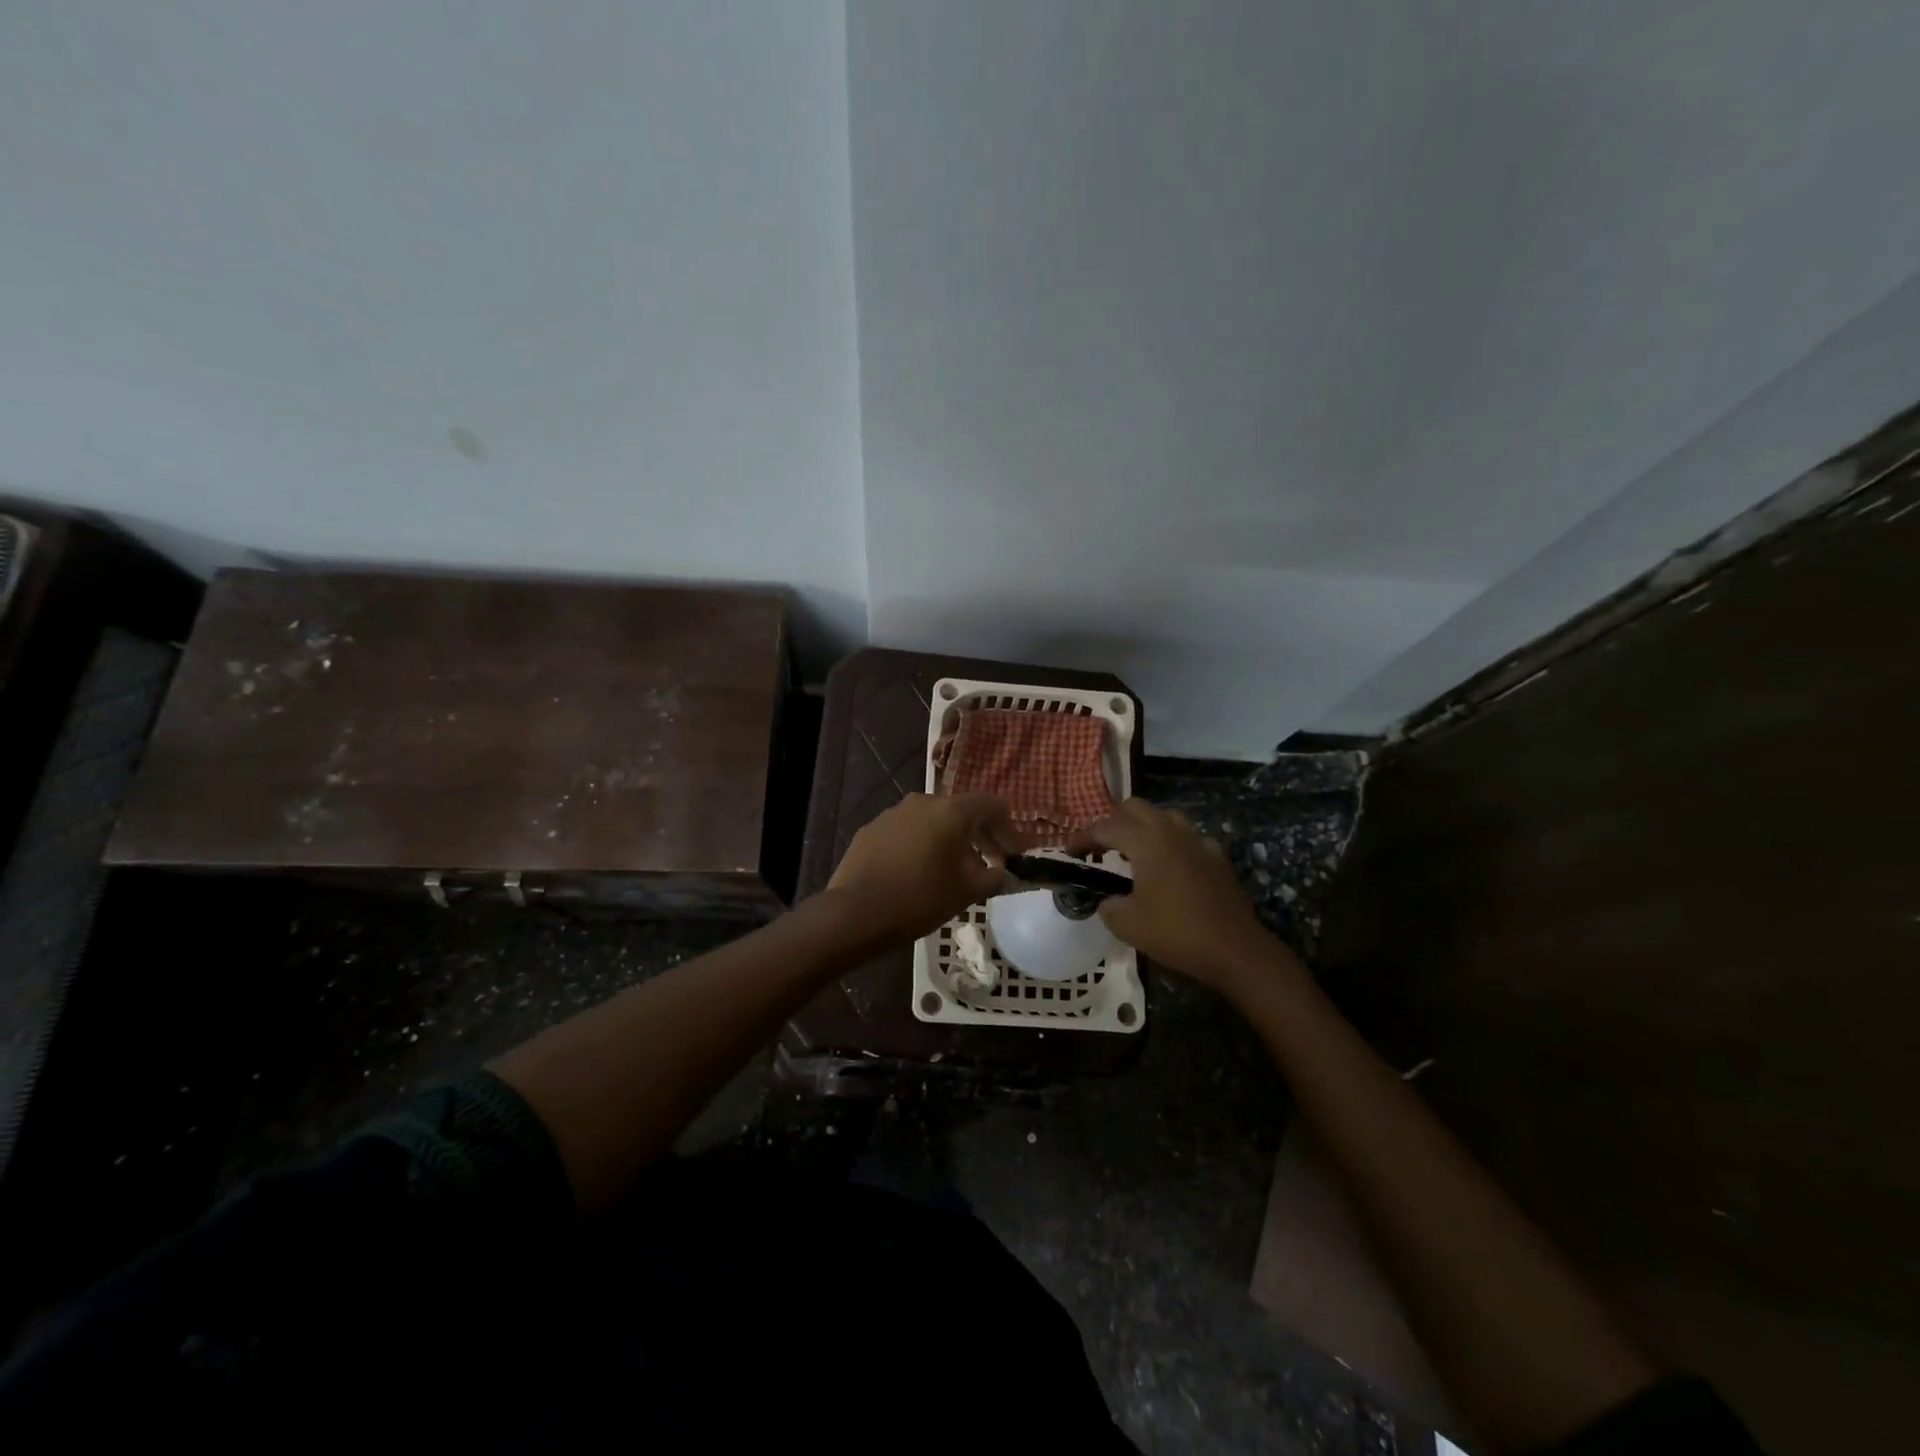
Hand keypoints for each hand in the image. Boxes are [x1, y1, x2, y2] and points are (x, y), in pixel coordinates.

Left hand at [828, 793, 1014, 939]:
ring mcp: (893, 813)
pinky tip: (918, 872)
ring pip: (932, 821)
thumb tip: (1006, 874)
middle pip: (961, 812)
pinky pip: (907, 831)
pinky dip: (921, 845)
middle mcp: (922, 801)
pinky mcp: (871, 829)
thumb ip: (994, 878)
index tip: (1015, 854)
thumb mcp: (966, 892)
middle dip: (980, 837)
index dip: (1009, 829)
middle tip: (990, 864)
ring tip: (953, 872)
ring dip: (949, 841)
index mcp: (950, 811)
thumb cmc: (919, 898)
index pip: (991, 805)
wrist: (855, 912)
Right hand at [1083, 799, 1275, 988]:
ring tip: (1133, 852)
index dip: (1083, 837)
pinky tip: (1169, 867)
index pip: (1105, 826)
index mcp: (1146, 841)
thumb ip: (1109, 906)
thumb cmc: (1176, 932)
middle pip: (1135, 807)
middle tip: (1101, 847)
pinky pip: (1187, 837)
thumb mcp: (1127, 925)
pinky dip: (1171, 844)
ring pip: (1164, 816)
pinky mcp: (1217, 857)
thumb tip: (1109, 900)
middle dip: (1113, 822)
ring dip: (1143, 827)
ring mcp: (1198, 841)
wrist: (1235, 949)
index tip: (1070, 852)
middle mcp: (1171, 831)